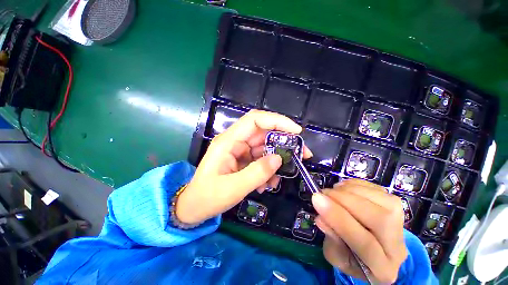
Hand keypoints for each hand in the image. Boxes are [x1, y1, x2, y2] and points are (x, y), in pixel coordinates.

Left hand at [176, 110, 311, 223]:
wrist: (194, 207)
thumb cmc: (208, 197)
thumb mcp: (233, 188)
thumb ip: (257, 172)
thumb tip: (279, 158)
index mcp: (229, 141)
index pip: (255, 120)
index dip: (277, 121)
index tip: (296, 131)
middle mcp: (235, 141)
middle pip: (264, 133)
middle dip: (284, 143)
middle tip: (301, 155)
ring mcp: (239, 150)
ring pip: (265, 148)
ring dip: (275, 162)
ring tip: (277, 179)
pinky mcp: (243, 160)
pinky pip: (261, 160)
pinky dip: (268, 170)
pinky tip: (266, 185)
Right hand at [312, 179, 406, 283]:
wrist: (373, 254)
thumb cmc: (351, 258)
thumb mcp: (335, 255)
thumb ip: (331, 238)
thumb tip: (320, 217)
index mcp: (382, 269)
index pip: (365, 244)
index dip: (339, 218)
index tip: (316, 199)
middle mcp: (399, 247)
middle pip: (379, 219)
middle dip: (345, 200)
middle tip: (323, 193)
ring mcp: (402, 224)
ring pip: (383, 201)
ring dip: (350, 191)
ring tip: (332, 191)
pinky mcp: (397, 207)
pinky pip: (379, 189)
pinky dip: (357, 185)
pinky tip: (344, 188)